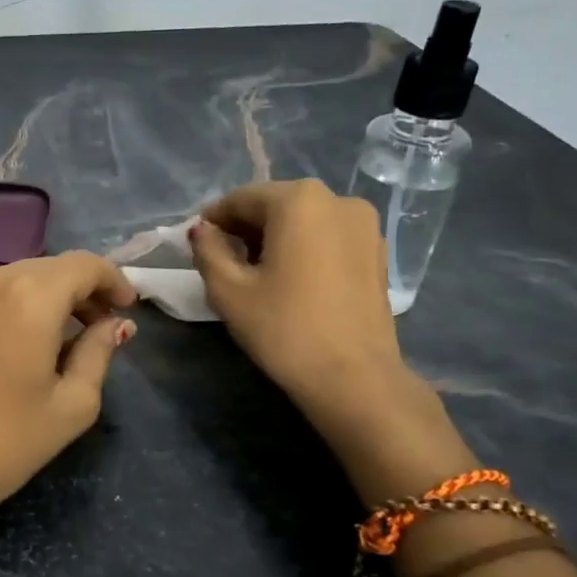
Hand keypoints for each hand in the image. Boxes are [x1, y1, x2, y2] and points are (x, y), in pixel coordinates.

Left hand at [0, 251, 137, 530]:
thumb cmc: (5, 444)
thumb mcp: (72, 405)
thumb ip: (99, 352)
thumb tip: (114, 325)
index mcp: (28, 297)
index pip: (84, 265)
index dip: (114, 281)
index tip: (126, 308)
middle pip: (49, 269)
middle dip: (81, 291)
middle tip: (100, 326)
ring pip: (15, 280)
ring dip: (45, 299)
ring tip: (60, 339)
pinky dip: (11, 309)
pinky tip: (16, 346)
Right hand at [189, 179, 473, 502]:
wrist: (354, 377)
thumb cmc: (284, 329)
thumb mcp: (229, 291)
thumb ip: (208, 251)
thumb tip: (203, 231)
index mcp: (299, 200)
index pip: (242, 199)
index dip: (214, 220)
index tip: (198, 244)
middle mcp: (338, 199)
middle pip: (277, 205)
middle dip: (247, 228)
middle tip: (224, 261)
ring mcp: (365, 225)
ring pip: (306, 221)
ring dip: (277, 238)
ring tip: (258, 274)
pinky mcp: (378, 253)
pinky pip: (330, 238)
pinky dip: (306, 249)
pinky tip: (293, 282)